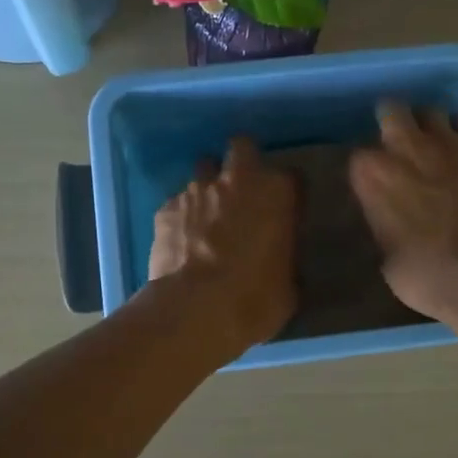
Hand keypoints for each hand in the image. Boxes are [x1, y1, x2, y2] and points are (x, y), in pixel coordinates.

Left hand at [149, 136, 298, 354]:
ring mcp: (196, 190)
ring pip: (203, 171)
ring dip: (208, 189)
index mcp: (277, 193)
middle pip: (241, 147)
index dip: (287, 193)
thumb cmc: (255, 299)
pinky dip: (181, 216)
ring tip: (207, 218)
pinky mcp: (165, 208)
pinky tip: (181, 241)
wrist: (196, 309)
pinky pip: (177, 203)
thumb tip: (278, 260)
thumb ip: (284, 258)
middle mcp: (237, 179)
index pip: (292, 177)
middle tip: (242, 190)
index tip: (284, 210)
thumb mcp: (287, 284)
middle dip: (242, 162)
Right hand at [349, 101, 457, 340]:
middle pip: (392, 112)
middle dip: (392, 122)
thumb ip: (385, 226)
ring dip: (429, 126)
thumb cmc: (430, 278)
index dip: (367, 169)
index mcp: (373, 177)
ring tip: (435, 146)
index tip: (373, 181)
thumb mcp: (388, 259)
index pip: (358, 157)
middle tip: (398, 142)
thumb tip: (390, 220)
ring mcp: (450, 144)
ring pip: (432, 113)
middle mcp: (407, 149)